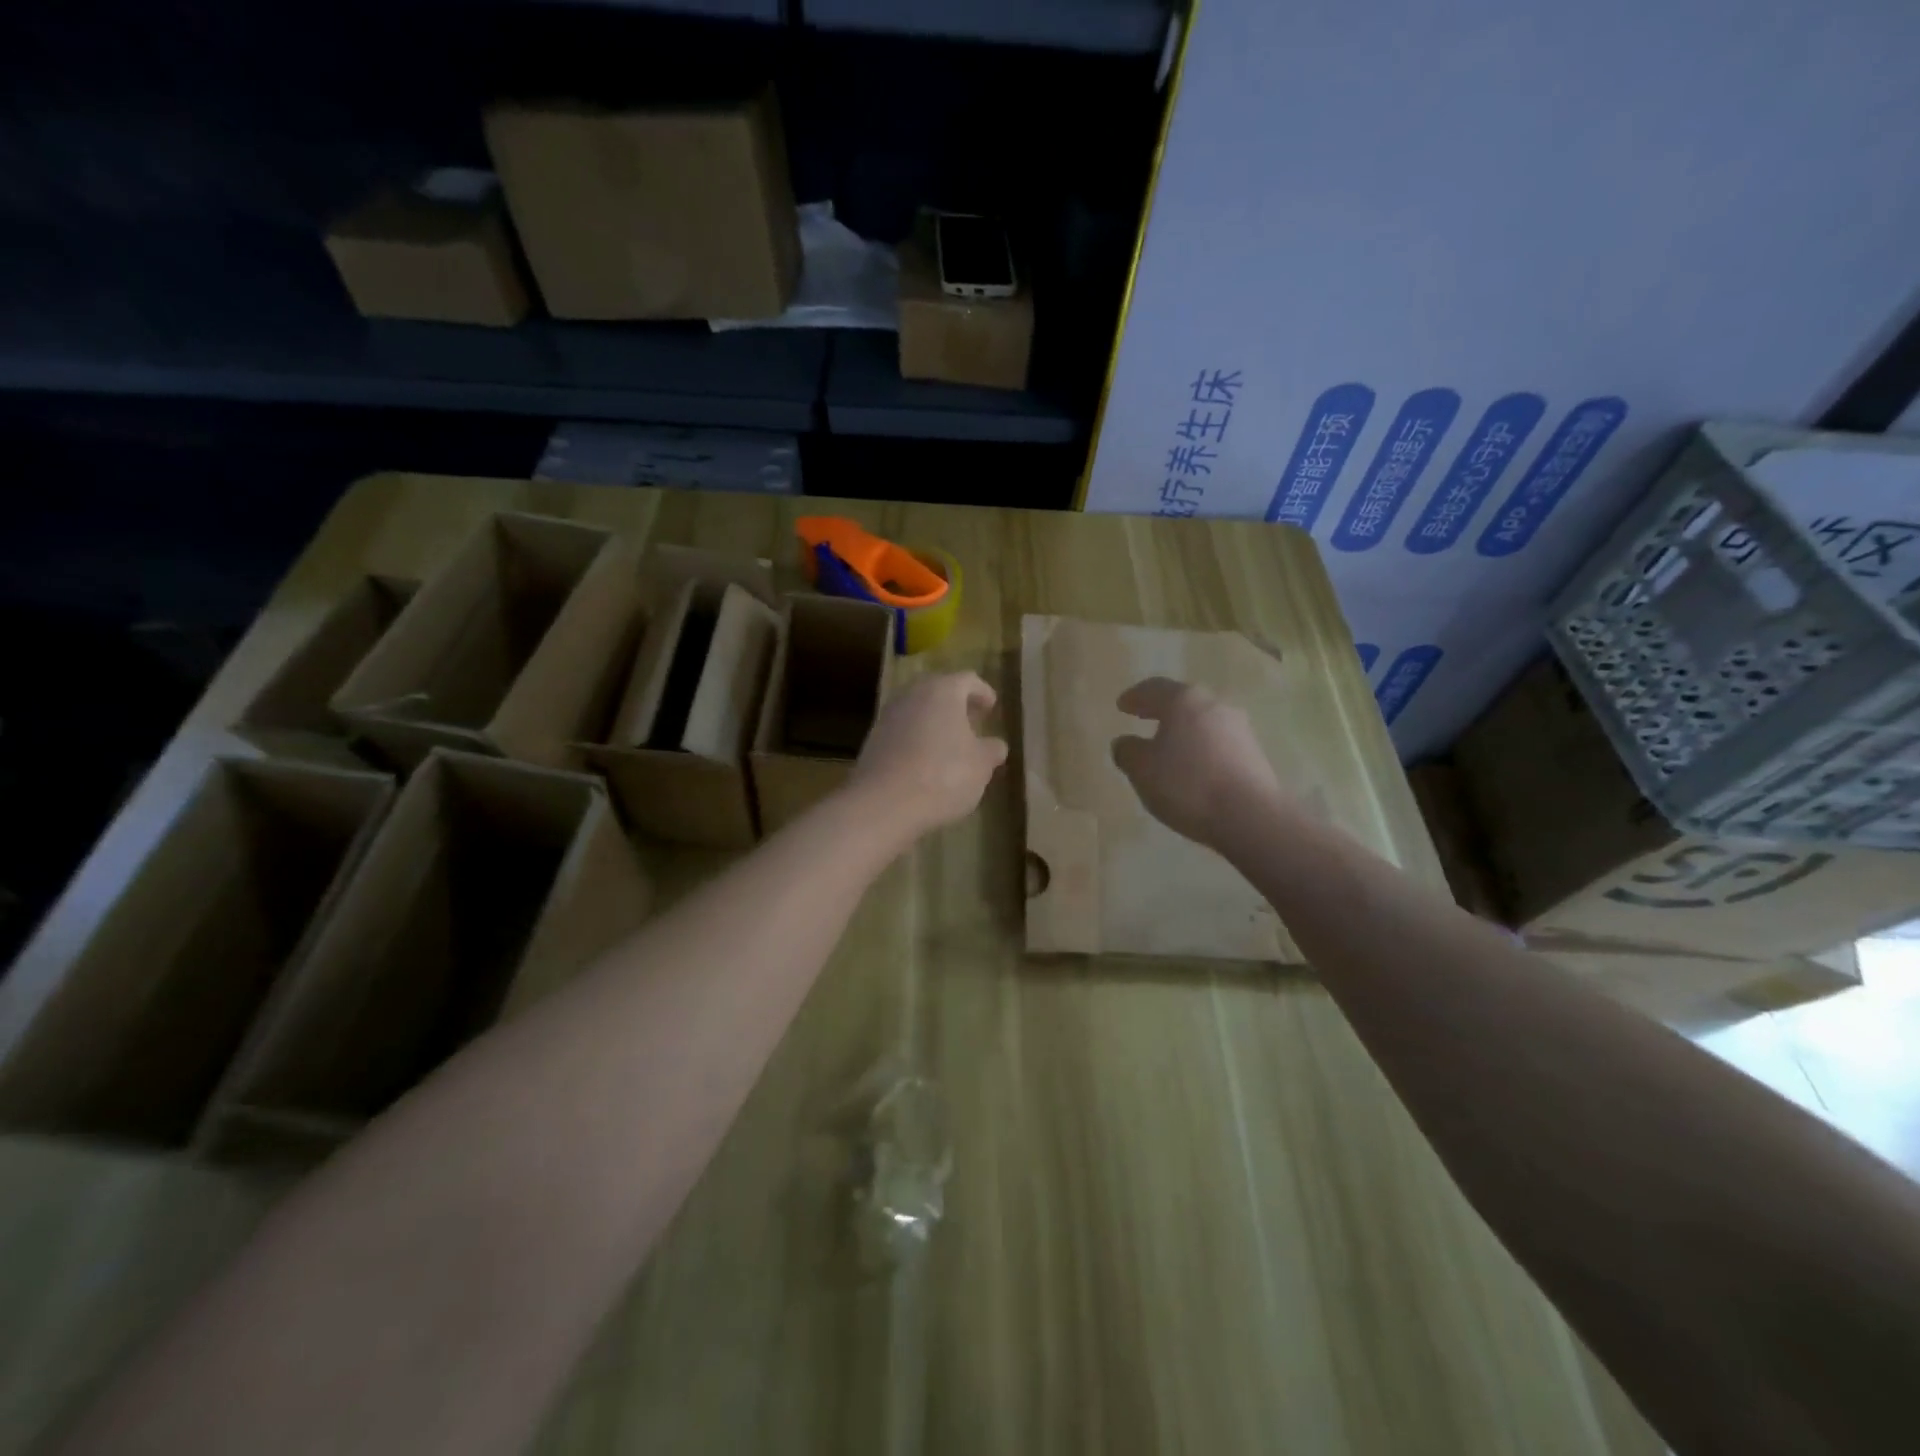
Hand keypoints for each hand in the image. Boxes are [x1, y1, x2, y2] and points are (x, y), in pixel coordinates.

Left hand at [848, 671, 1007, 841]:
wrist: (884, 803)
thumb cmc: (944, 776)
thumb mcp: (981, 766)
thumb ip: (991, 750)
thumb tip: (995, 745)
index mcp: (942, 691)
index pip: (967, 680)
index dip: (982, 692)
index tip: (991, 706)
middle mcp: (911, 696)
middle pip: (938, 691)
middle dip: (956, 704)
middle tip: (971, 720)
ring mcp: (888, 717)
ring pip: (917, 710)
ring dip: (934, 722)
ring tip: (950, 743)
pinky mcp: (873, 741)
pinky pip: (902, 732)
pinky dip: (916, 739)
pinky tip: (925, 762)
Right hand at [1110, 677, 1282, 847]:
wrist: (1250, 815)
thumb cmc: (1187, 784)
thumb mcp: (1142, 770)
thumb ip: (1127, 751)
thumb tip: (1125, 743)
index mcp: (1183, 701)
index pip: (1154, 688)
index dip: (1135, 696)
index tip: (1122, 705)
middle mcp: (1214, 705)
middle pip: (1183, 701)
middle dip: (1162, 709)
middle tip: (1144, 716)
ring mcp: (1239, 728)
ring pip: (1203, 721)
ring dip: (1184, 730)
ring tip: (1168, 746)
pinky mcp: (1254, 753)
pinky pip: (1218, 742)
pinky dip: (1201, 747)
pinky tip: (1193, 766)